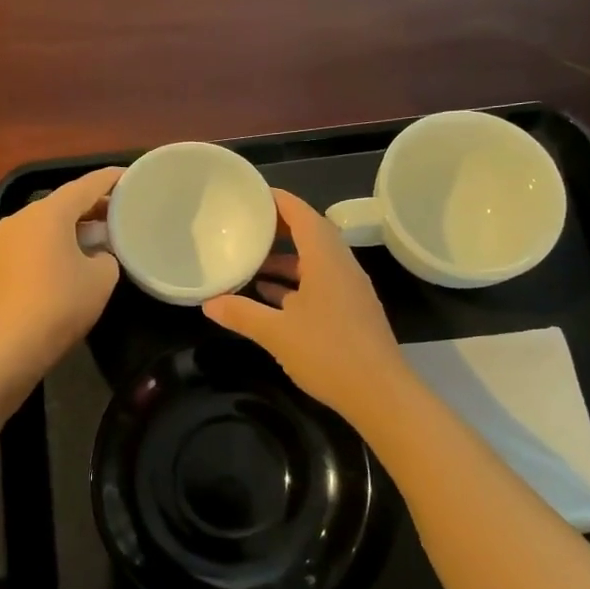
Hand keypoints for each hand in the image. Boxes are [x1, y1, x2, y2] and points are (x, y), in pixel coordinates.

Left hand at [0, 166, 123, 376]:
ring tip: (100, 236)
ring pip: (46, 223)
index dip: (111, 179)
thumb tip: (97, 255)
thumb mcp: (101, 278)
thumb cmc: (60, 305)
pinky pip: (32, 242)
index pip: (86, 185)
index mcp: (49, 213)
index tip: (132, 176)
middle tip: (121, 210)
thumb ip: (107, 256)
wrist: (7, 346)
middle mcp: (22, 217)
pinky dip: (54, 243)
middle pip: (63, 202)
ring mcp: (3, 240)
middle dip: (93, 205)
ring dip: (73, 226)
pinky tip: (70, 259)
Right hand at [203, 189, 407, 415]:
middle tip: (248, 226)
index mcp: (326, 260)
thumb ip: (242, 314)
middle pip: (311, 235)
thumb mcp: (277, 333)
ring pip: (315, 262)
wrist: (380, 394)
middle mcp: (341, 267)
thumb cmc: (328, 353)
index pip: (303, 215)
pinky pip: (320, 284)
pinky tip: (271, 297)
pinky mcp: (351, 312)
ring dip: (286, 260)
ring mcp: (349, 291)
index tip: (254, 194)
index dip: (279, 200)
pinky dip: (296, 284)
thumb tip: (209, 304)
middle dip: (280, 228)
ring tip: (252, 263)